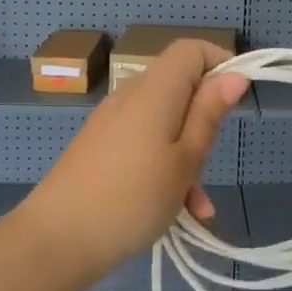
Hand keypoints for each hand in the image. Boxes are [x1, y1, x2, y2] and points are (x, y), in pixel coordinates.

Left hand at [17, 39, 248, 278]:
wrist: (55, 241)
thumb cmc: (132, 199)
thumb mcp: (185, 160)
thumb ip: (209, 114)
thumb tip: (234, 74)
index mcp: (154, 90)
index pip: (191, 49)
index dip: (220, 63)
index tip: (236, 101)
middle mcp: (130, 96)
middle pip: (179, 87)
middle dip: (204, 120)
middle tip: (211, 162)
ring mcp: (111, 122)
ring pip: (164, 122)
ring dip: (187, 155)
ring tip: (197, 205)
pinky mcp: (99, 147)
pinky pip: (143, 143)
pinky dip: (163, 166)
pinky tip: (176, 211)